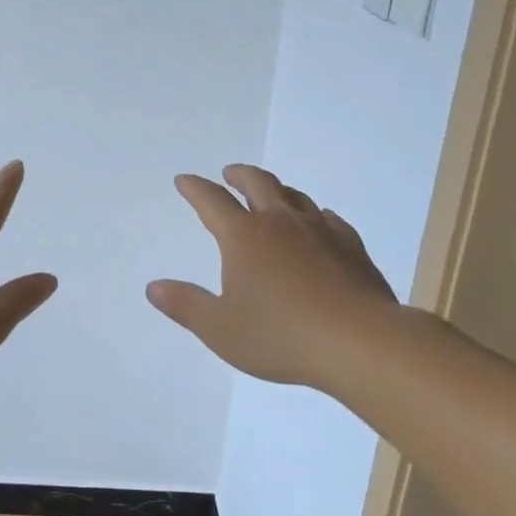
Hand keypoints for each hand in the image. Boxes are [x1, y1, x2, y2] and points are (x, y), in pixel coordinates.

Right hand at [148, 164, 408, 391]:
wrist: (360, 342)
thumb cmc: (281, 336)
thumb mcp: (221, 329)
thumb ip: (186, 305)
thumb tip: (154, 287)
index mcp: (244, 237)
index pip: (212, 201)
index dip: (195, 188)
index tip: (185, 180)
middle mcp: (280, 223)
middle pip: (258, 184)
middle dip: (239, 175)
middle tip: (230, 173)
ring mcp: (320, 231)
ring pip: (294, 196)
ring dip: (277, 189)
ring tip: (270, 194)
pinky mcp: (351, 247)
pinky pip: (329, 219)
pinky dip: (315, 214)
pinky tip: (319, 222)